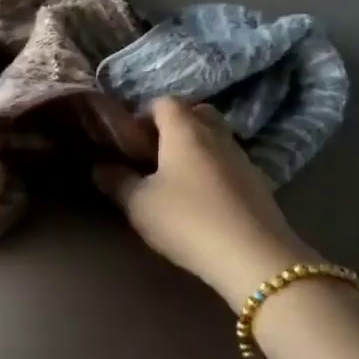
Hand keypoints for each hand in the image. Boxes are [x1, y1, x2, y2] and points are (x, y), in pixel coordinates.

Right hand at [95, 98, 312, 305]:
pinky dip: (213, 170)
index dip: (143, 115)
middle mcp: (216, 134)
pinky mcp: (258, 183)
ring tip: (175, 180)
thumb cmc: (187, 220)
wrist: (253, 257)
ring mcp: (242, 158)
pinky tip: (202, 199)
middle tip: (153, 156)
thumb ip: (117, 182)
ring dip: (195, 150)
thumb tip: (100, 166)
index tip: (128, 140)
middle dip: (173, 127)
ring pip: (215, 139)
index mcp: (185, 130)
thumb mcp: (139, 204)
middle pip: (195, 114)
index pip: (164, 102)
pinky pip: (229, 163)